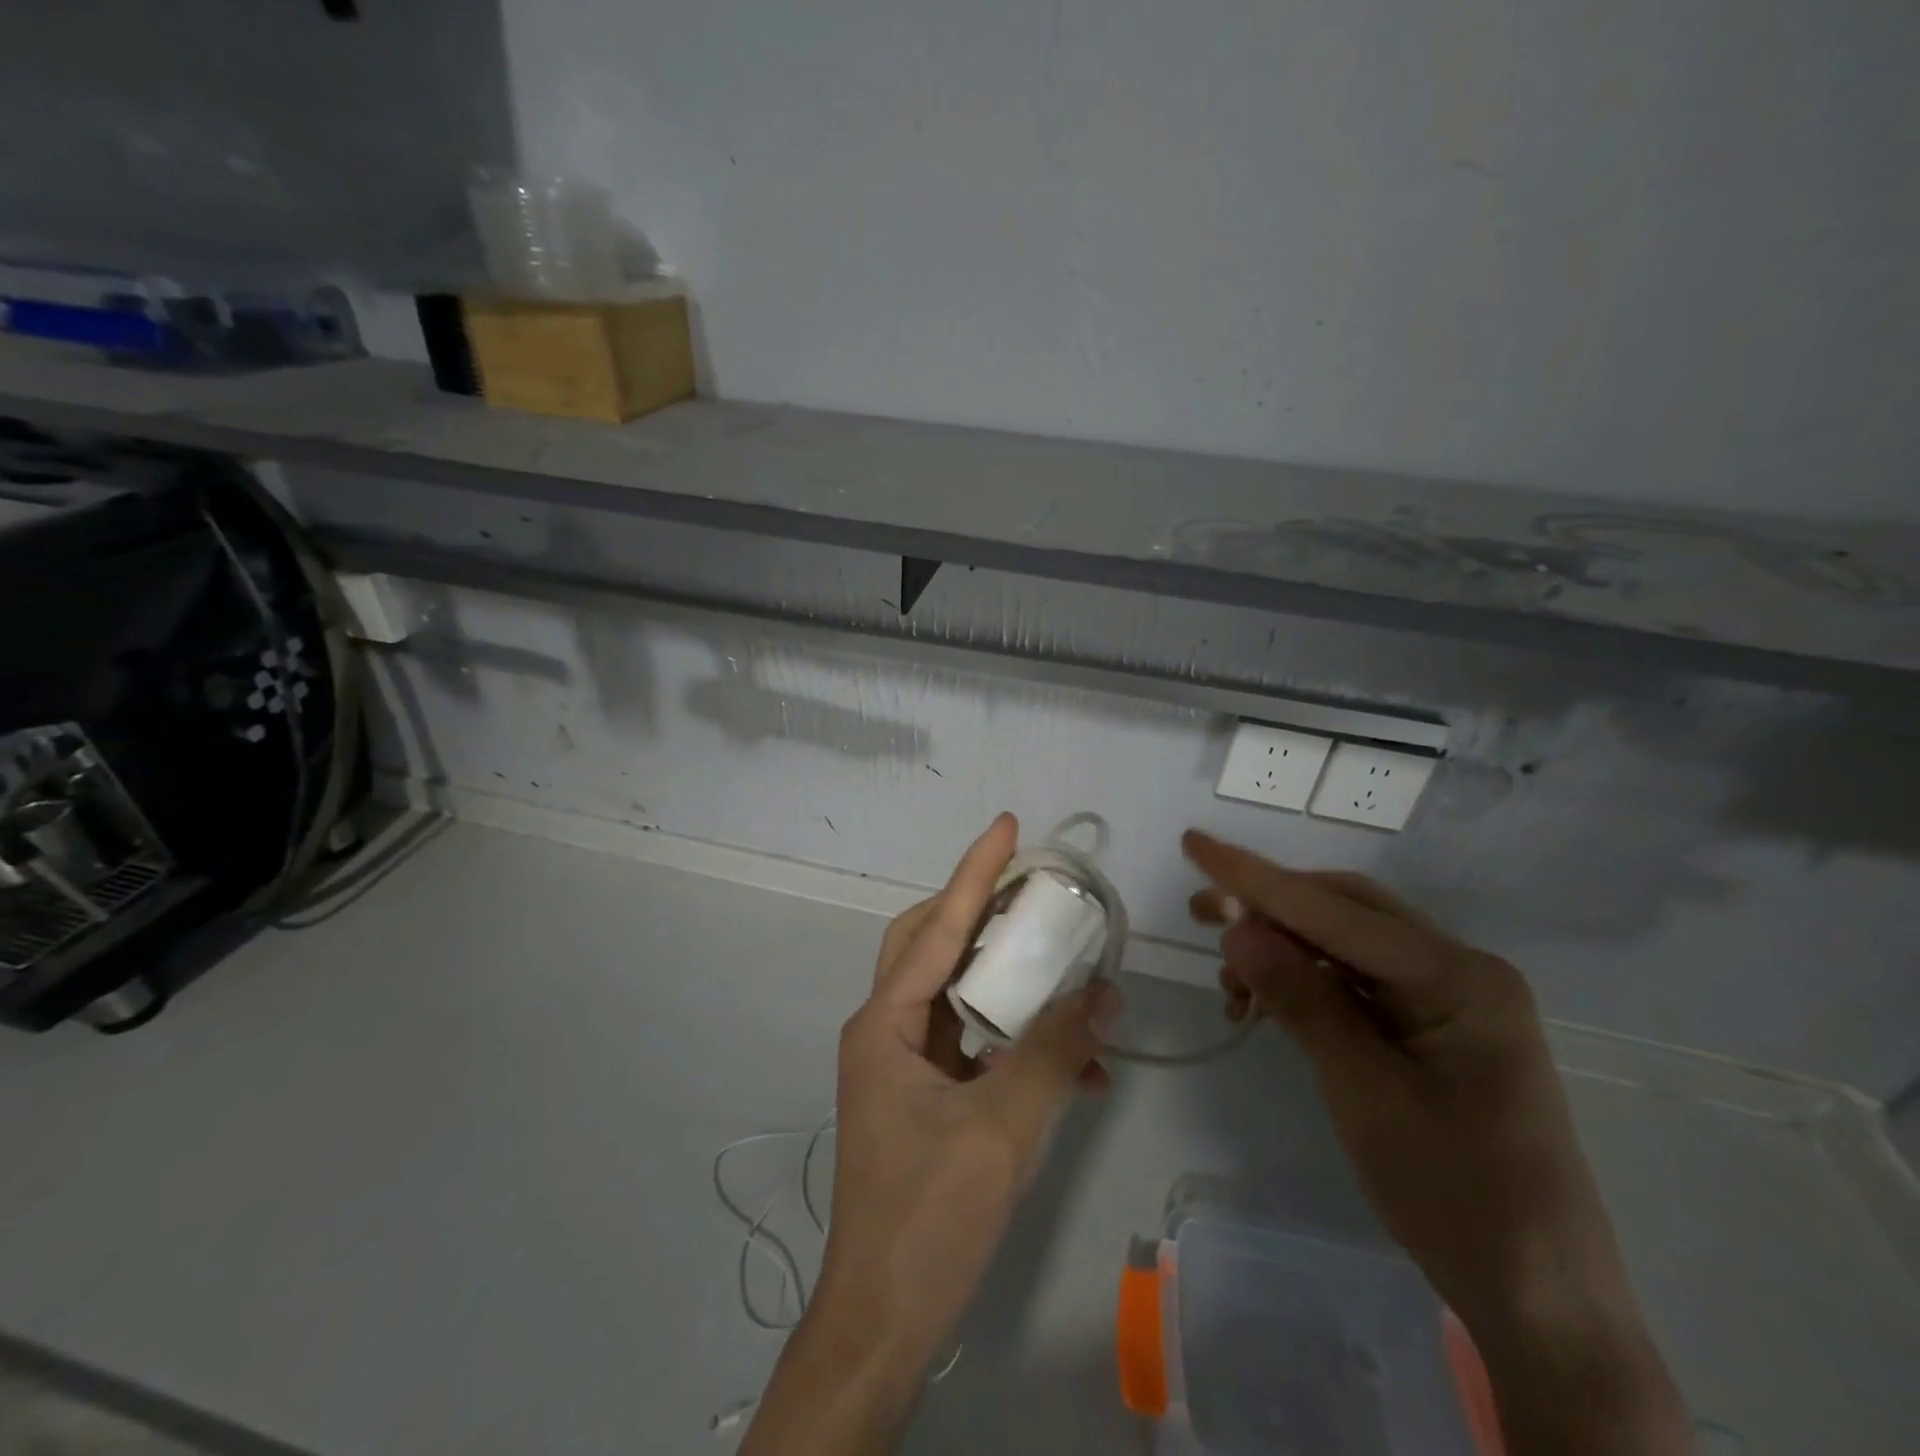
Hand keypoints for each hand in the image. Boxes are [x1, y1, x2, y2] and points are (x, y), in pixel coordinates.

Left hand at [742, 814, 1115, 1454]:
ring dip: (1006, 975)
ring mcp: (905, 1063)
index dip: (975, 874)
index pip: (936, 929)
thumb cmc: (928, 1220)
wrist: (884, 1321)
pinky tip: (1073, 1058)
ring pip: (955, 990)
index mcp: (886, 1024)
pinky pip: (973, 1041)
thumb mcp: (1000, 1131)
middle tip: (1032, 889)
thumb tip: (1103, 992)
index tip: (1006, 826)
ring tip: (1059, 957)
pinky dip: (1016, 1036)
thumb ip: (1053, 1054)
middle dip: (980, 911)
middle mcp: (887, 1030)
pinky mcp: (926, 1095)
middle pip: (932, 945)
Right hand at [1183, 830, 1690, 1455]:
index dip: (1256, 877)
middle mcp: (1458, 969)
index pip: (1335, 910)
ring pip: (1346, 943)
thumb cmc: (1455, 1195)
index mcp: (1457, 977)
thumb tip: (1236, 926)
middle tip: (1200, 915)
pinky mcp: (1434, 1025)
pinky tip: (1267, 1004)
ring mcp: (1449, 997)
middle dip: (1268, 907)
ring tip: (1230, 982)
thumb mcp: (1364, 1093)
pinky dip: (1305, 982)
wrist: (1541, 1299)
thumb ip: (1302, 999)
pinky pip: (1357, 980)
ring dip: (1283, 949)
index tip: (1194, 843)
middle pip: (1344, 912)